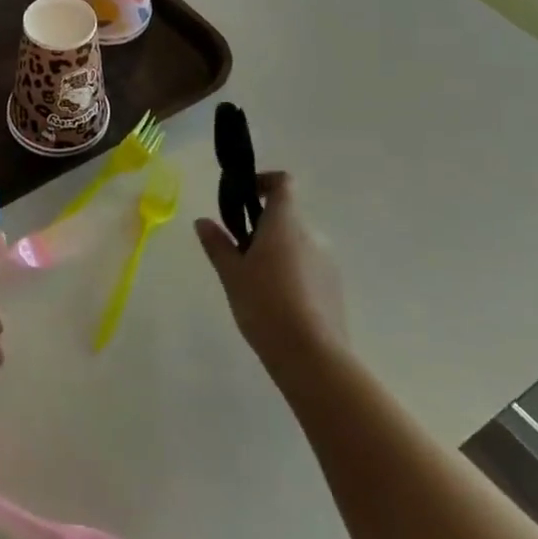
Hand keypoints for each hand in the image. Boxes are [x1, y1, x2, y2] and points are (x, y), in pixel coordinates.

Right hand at [196, 172, 345, 379]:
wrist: (312, 357)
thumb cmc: (265, 304)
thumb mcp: (232, 274)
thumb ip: (218, 244)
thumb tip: (203, 221)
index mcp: (286, 223)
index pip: (283, 182)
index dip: (263, 182)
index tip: (243, 197)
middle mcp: (312, 235)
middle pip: (287, 217)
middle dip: (262, 227)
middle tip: (237, 252)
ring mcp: (327, 262)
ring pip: (297, 244)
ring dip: (276, 251)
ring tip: (254, 282)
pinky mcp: (335, 288)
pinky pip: (308, 267)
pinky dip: (291, 273)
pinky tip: (275, 303)